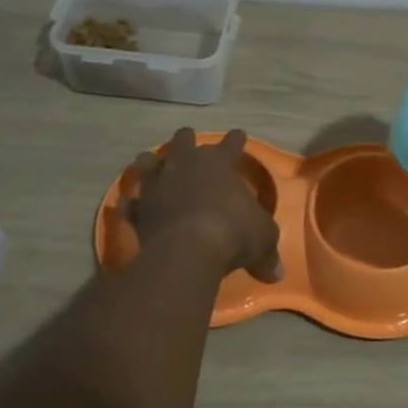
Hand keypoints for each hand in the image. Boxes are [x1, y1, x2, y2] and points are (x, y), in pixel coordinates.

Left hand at [125, 129, 282, 281]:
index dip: (236, 139)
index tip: (239, 134)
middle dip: (187, 140)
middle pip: (183, 141)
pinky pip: (132, 203)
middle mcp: (186, 165)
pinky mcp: (140, 209)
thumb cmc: (234, 232)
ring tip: (150, 162)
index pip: (231, 144)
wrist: (188, 249)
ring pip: (148, 162)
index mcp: (219, 163)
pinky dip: (132, 204)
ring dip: (151, 163)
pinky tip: (129, 205)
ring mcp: (158, 184)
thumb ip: (267, 252)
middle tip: (188, 140)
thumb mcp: (262, 241)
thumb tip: (277, 273)